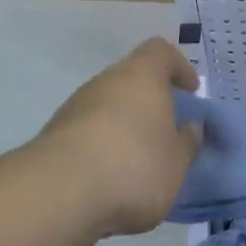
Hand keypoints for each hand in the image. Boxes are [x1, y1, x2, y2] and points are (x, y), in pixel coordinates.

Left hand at [35, 37, 203, 238]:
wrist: (59, 193)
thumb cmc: (133, 166)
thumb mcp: (176, 162)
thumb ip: (186, 143)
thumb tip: (190, 129)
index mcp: (142, 74)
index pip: (161, 52)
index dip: (178, 67)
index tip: (190, 90)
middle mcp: (107, 80)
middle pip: (132, 78)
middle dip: (150, 101)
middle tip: (165, 129)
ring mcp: (76, 105)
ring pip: (108, 105)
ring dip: (124, 125)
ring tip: (138, 161)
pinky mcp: (54, 135)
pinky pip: (88, 131)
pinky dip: (101, 146)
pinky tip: (109, 178)